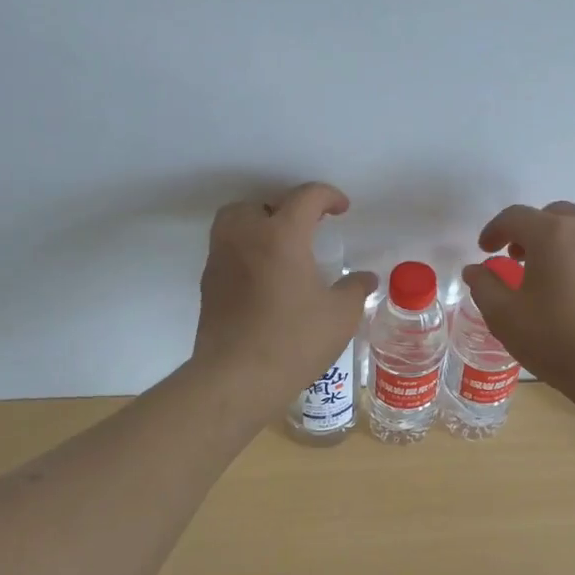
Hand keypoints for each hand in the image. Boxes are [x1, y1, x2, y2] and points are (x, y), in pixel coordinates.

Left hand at [193, 181, 377, 399]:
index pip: (305, 197)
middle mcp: (245, 236)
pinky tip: (264, 278)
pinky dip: (245, 250)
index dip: (328, 196)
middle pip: (260, 203)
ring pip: (234, 222)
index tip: (341, 209)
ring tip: (281, 249)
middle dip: (285, 208)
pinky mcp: (208, 282)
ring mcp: (221, 258)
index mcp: (281, 235)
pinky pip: (226, 250)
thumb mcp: (339, 316)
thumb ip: (355, 289)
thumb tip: (366, 278)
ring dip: (258, 225)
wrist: (235, 378)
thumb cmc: (293, 341)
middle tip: (306, 229)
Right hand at [461, 201, 574, 395]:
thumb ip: (484, 286)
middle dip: (532, 231)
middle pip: (553, 215)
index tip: (486, 251)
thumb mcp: (505, 316)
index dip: (494, 230)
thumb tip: (475, 270)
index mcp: (551, 233)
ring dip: (563, 241)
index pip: (514, 217)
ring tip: (554, 272)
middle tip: (519, 259)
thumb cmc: (557, 339)